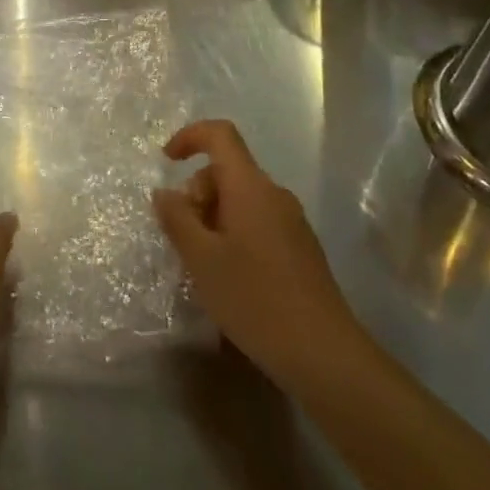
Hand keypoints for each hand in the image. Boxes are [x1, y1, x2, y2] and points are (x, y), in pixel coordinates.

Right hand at [154, 120, 368, 390]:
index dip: (190, 136)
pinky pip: (258, 222)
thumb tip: (165, 192)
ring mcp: (293, 222)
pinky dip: (235, 233)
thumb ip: (177, 219)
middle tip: (184, 237)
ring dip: (214, 217)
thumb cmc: (255, 299)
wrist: (324, 355)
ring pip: (242, 199)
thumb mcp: (201, 260)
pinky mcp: (301, 249)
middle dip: (198, 192)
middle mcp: (274, 194)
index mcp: (250, 187)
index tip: (167, 161)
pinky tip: (230, 277)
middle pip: (228, 170)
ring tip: (203, 263)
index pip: (220, 135)